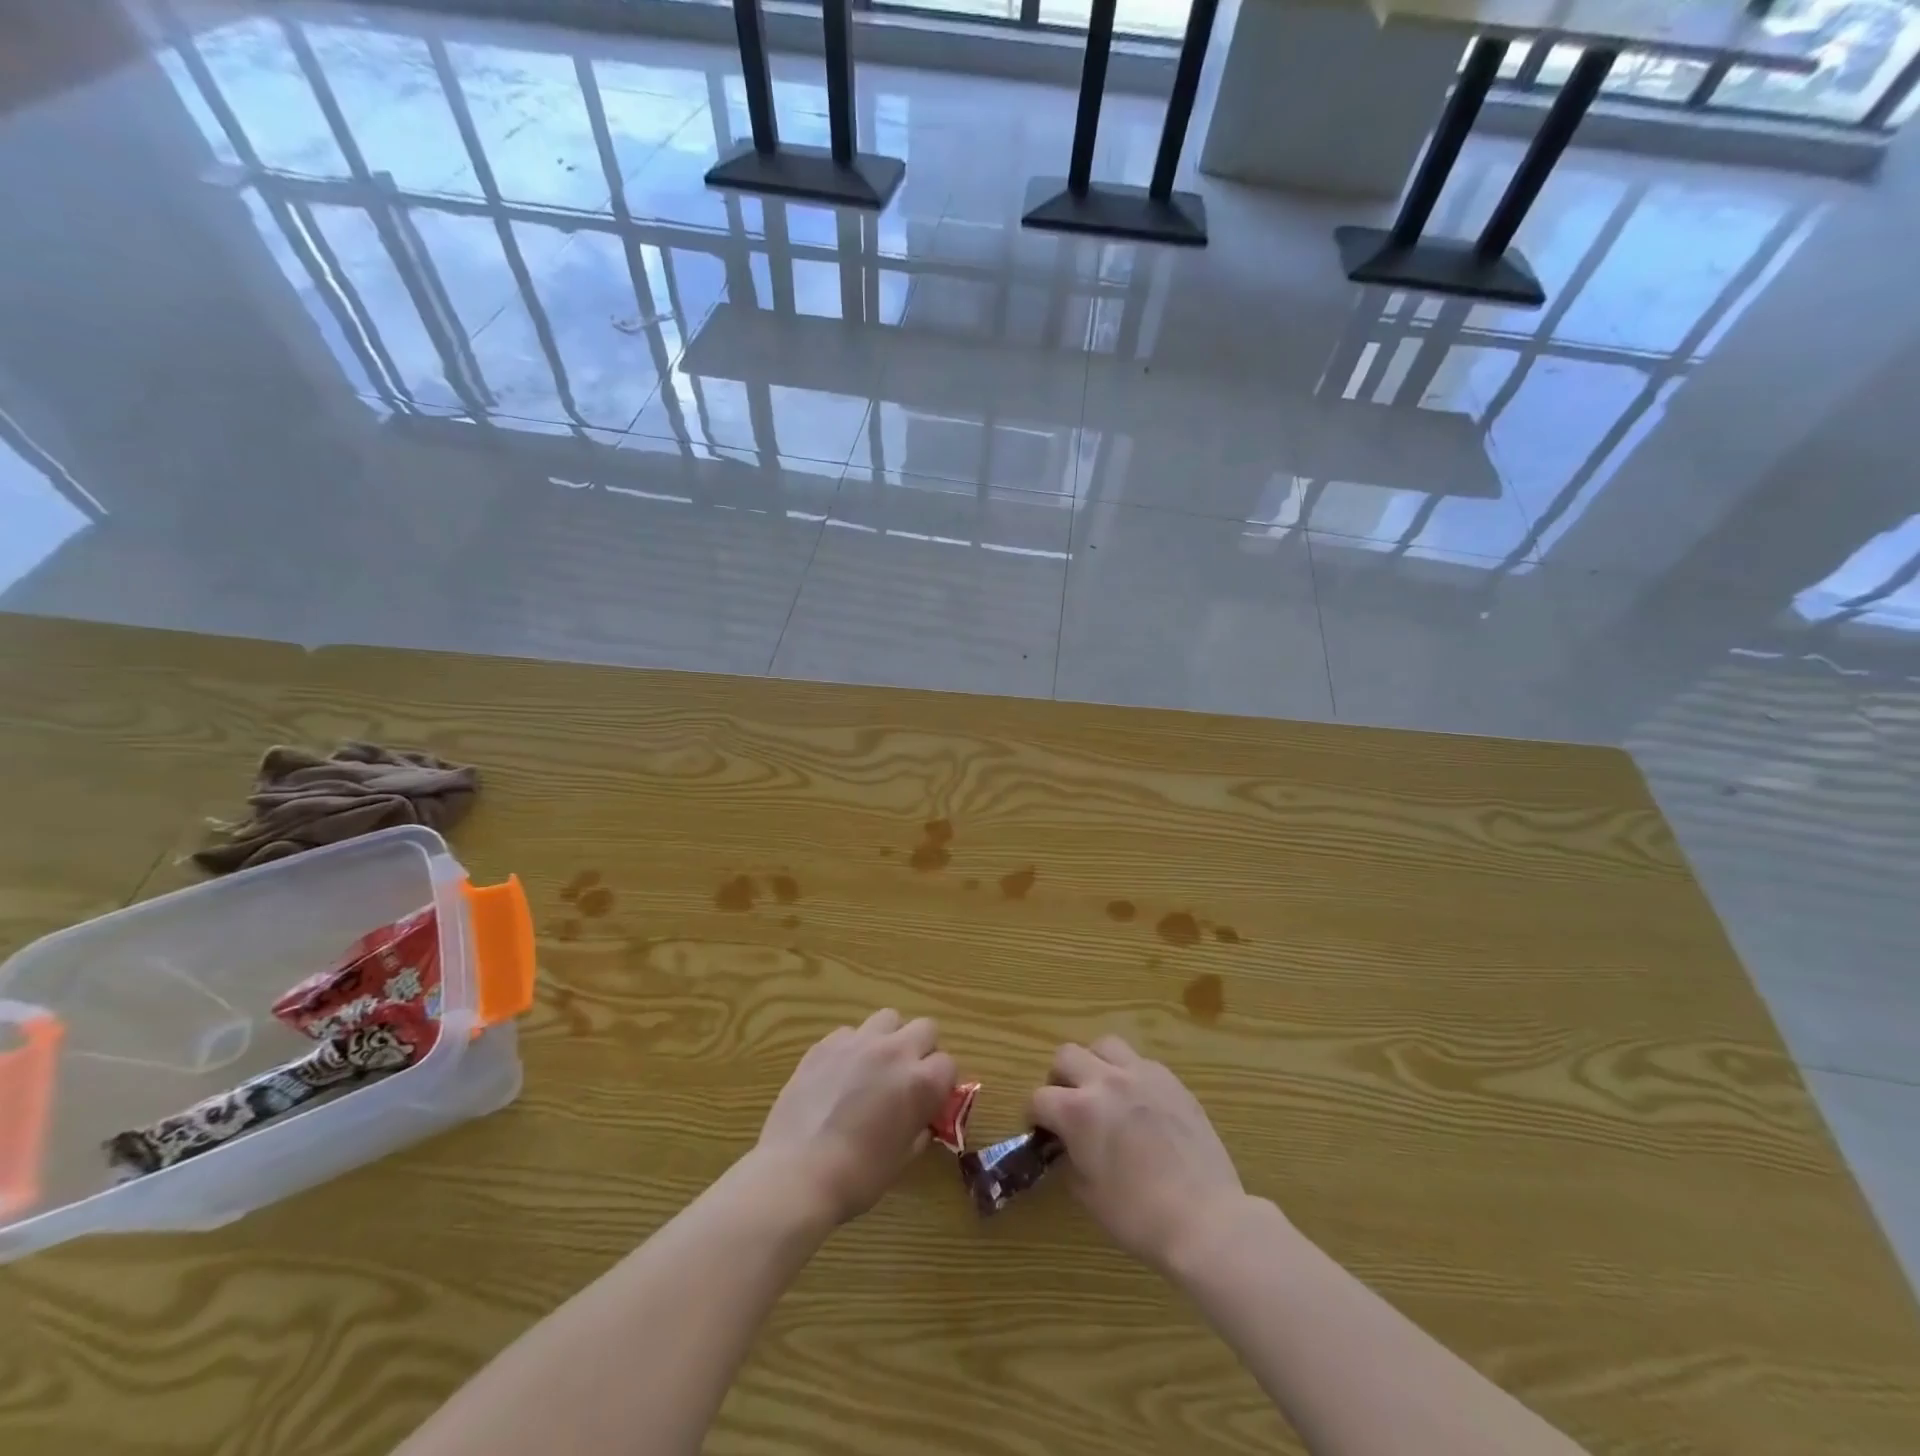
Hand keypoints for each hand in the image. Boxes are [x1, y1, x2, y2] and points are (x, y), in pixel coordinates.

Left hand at [757, 1009, 955, 1225]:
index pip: (948, 1064)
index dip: (941, 1084)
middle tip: (907, 1078)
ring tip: (875, 1066)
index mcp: (920, 1082)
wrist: (797, 1174)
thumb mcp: (903, 1158)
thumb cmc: (857, 1176)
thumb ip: (920, 1126)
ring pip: (888, 1019)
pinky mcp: (826, 1044)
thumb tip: (921, 1115)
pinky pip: (850, 1033)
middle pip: (925, 1028)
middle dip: (922, 1050)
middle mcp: (895, 1051)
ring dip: (890, 1038)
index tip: (930, 1101)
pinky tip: (840, 1074)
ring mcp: (858, 1042)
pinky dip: (853, 1048)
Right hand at [1030, 1036, 1245, 1269]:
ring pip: (1104, 1045)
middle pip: (1066, 1055)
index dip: (1035, 1116)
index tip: (1042, 1132)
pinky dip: (1130, 1075)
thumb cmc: (1139, 1216)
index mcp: (1078, 1111)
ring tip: (1102, 1090)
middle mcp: (1105, 1081)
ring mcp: (1141, 1075)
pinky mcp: (1171, 1080)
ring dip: (1095, 1063)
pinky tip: (1139, 1102)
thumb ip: (1070, 1161)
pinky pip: (1140, 1062)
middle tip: (1068, 1105)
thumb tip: (1067, 1148)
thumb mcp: (1089, 1195)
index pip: (1039, 1098)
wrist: (1205, 1219)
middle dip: (1059, 1079)